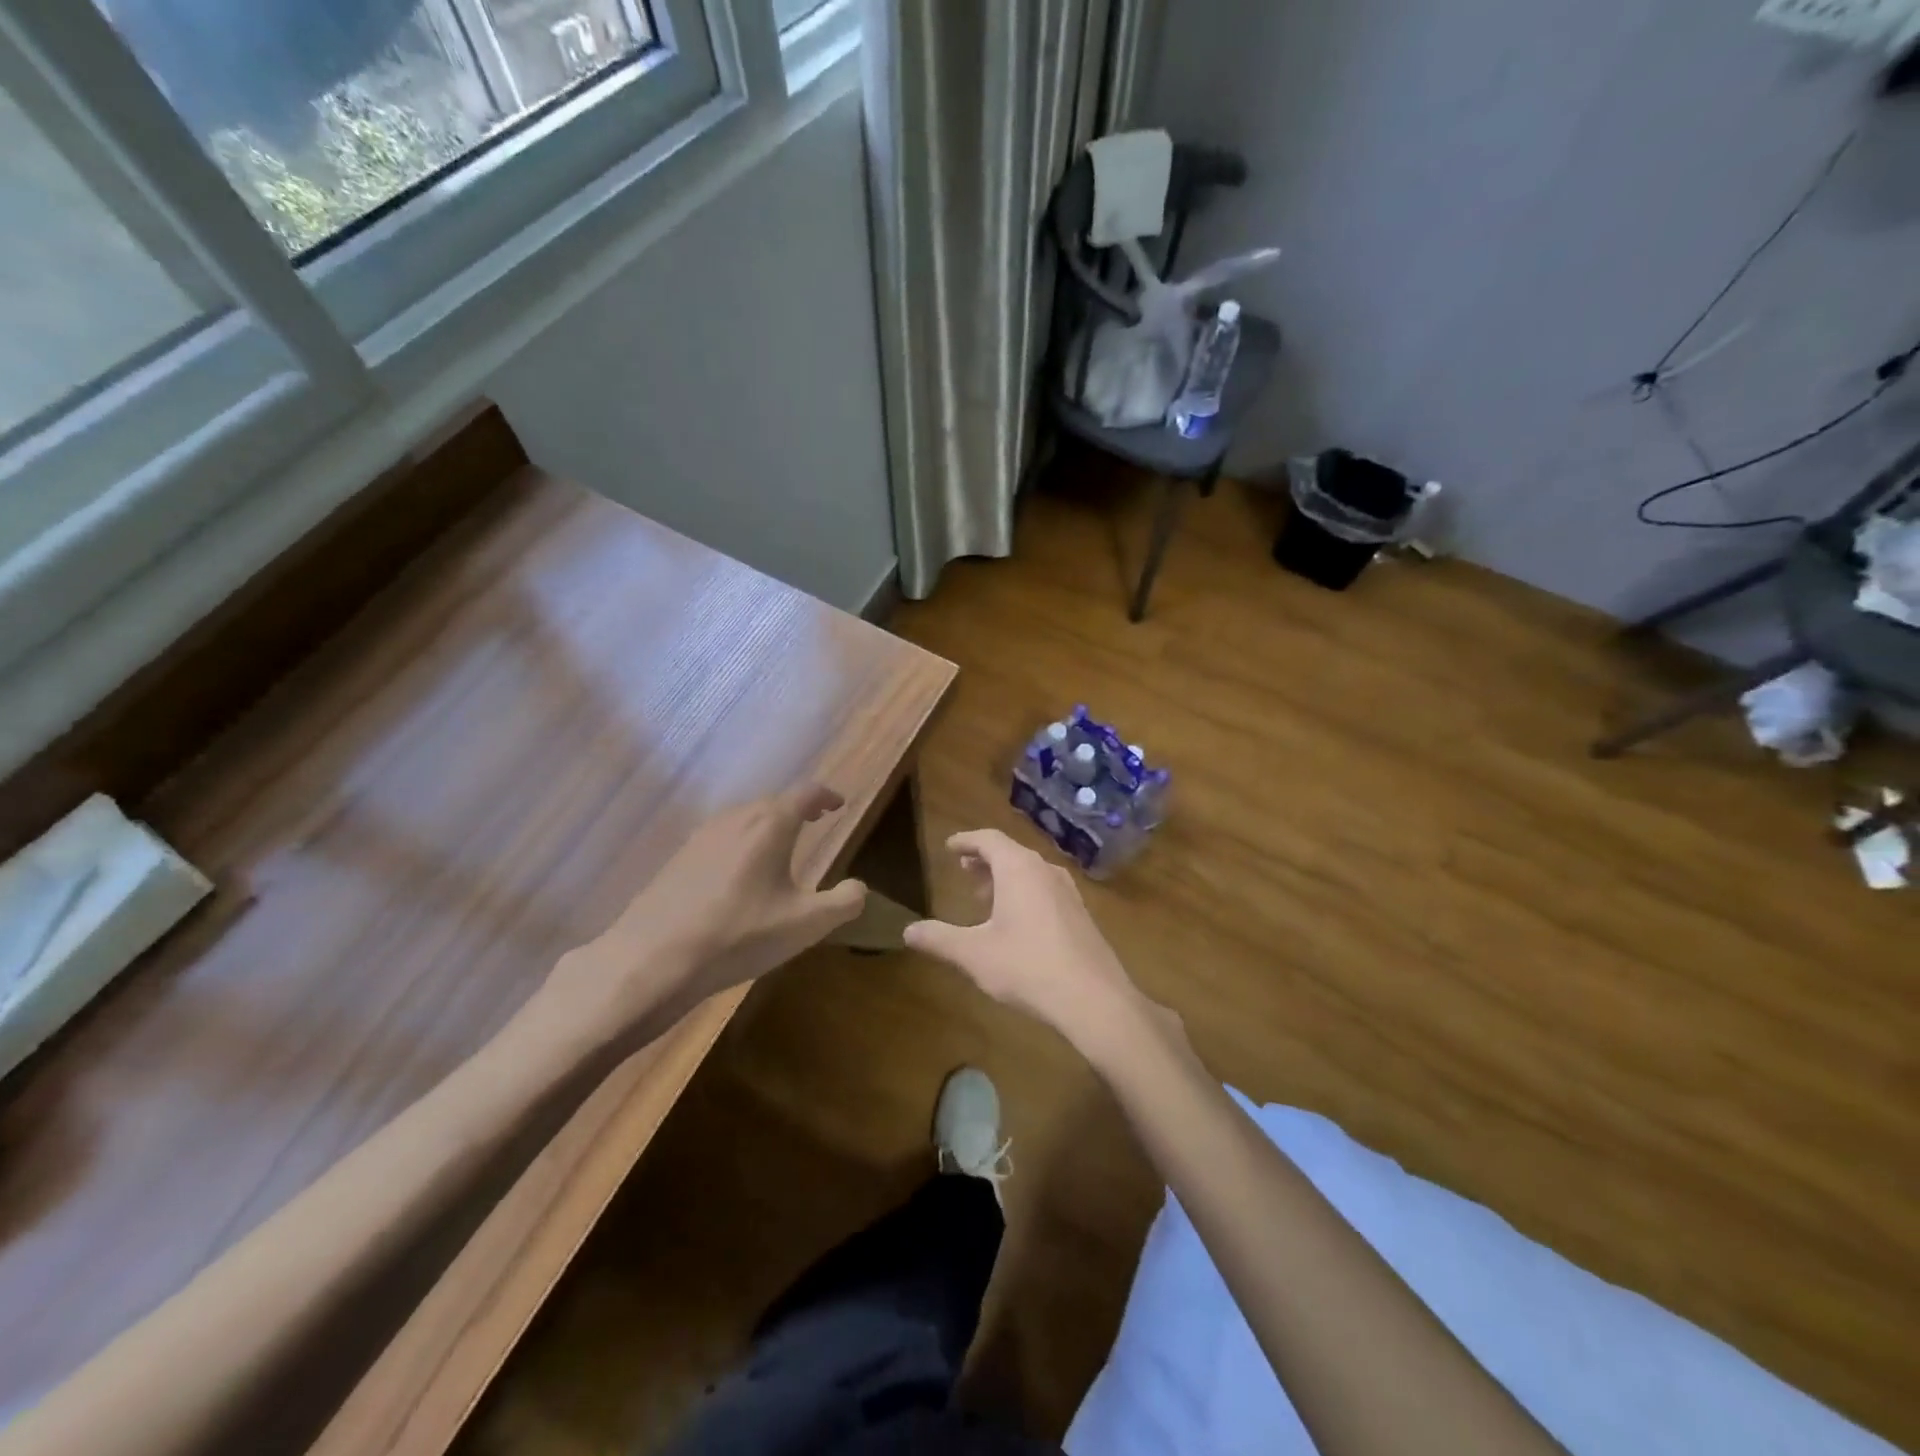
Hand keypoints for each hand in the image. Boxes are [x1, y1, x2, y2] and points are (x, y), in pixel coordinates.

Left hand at [534, 785, 866, 1050]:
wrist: (653, 959)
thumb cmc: (739, 935)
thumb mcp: (806, 925)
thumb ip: (844, 902)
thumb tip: (859, 887)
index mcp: (771, 825)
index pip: (806, 793)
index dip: (826, 796)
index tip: (838, 805)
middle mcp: (736, 819)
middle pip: (773, 802)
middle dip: (798, 808)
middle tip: (815, 821)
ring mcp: (702, 836)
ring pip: (744, 817)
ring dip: (767, 824)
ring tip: (780, 845)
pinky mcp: (679, 857)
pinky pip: (721, 836)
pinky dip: (741, 841)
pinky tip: (739, 872)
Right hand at [904, 829, 1144, 1054]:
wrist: (1093, 998)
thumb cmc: (1027, 966)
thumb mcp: (974, 954)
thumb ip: (939, 939)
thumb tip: (907, 931)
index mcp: (1018, 869)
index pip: (989, 839)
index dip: (966, 840)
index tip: (950, 847)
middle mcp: (1046, 871)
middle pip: (1011, 853)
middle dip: (985, 860)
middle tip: (964, 870)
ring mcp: (1068, 892)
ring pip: (1030, 872)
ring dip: (1005, 878)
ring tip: (985, 896)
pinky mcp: (1081, 914)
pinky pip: (1045, 889)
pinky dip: (1024, 892)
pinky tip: (1017, 923)